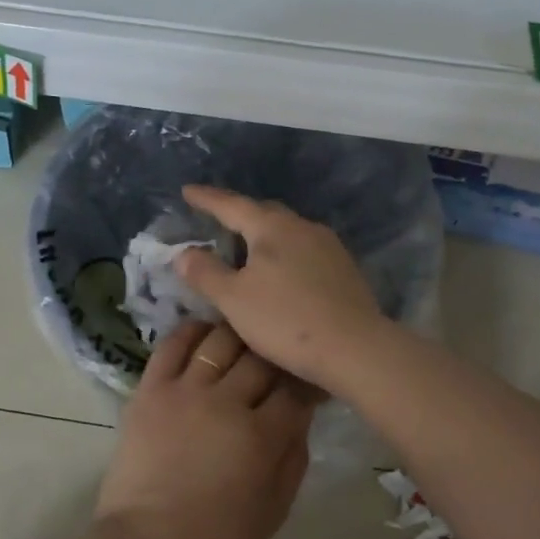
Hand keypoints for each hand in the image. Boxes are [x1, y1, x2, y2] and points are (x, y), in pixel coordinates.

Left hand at [96, 320, 312, 538]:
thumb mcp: (274, 511)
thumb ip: (295, 460)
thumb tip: (301, 418)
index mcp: (261, 436)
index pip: (295, 392)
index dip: (307, 384)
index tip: (310, 382)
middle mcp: (226, 402)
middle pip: (261, 359)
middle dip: (276, 357)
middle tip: (278, 361)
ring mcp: (185, 390)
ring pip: (221, 341)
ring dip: (238, 337)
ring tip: (243, 341)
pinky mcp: (151, 388)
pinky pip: (173, 345)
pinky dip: (192, 332)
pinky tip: (204, 333)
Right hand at [174, 187, 386, 390]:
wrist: (356, 348)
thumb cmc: (286, 320)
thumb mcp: (233, 299)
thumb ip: (205, 273)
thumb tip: (184, 253)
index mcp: (272, 227)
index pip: (231, 205)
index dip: (207, 199)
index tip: (187, 191)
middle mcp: (302, 226)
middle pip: (264, 213)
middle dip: (239, 214)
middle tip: (218, 220)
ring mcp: (329, 246)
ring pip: (288, 231)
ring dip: (264, 235)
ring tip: (247, 248)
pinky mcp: (345, 268)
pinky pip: (305, 250)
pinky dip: (285, 254)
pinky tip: (282, 273)